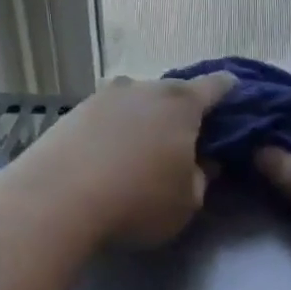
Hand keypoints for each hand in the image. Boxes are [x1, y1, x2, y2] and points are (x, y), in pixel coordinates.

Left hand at [17, 73, 235, 246]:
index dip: (229, 92)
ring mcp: (102, 97)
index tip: (234, 98)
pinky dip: (112, 133)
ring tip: (140, 151)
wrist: (56, 200)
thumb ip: (202, 179)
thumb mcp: (187, 203)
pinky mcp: (70, 114)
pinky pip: (104, 119)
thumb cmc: (138, 201)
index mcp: (181, 103)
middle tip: (183, 140)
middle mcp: (143, 88)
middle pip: (171, 93)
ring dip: (142, 122)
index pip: (216, 86)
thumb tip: (203, 163)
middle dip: (180, 112)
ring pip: (134, 104)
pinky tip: (107, 158)